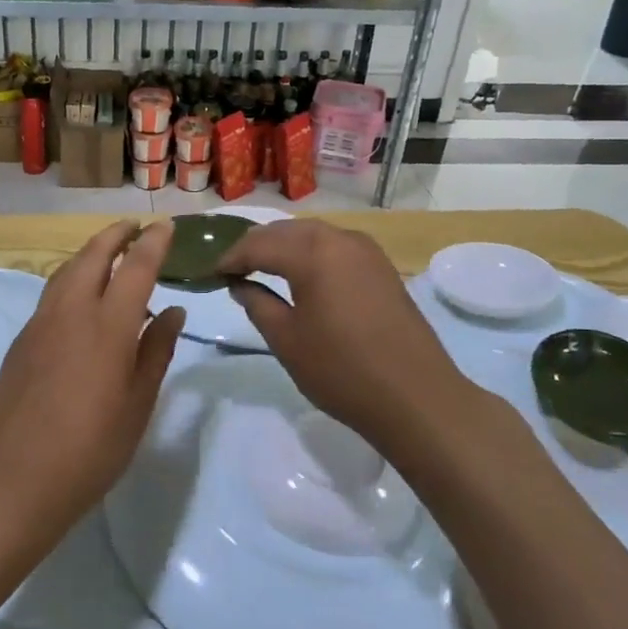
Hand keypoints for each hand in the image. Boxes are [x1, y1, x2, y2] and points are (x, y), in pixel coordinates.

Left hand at [0, 221, 184, 535]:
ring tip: (108, 254)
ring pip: (66, 271)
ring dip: (90, 253)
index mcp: (108, 326)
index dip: (153, 242)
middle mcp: (72, 312)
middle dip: (115, 234)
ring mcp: (40, 324)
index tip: (165, 226)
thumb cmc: (92, 447)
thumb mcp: (138, 403)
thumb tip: (174, 311)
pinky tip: (81, 299)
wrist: (17, 477)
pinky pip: (51, 295)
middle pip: (93, 255)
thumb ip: (157, 350)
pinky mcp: (21, 341)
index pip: (136, 267)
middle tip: (134, 227)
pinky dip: (72, 280)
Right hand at [217, 220, 475, 448]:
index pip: (258, 245)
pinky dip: (310, 253)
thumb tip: (240, 284)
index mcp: (312, 252)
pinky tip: (301, 275)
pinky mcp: (381, 267)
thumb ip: (257, 303)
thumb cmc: (341, 370)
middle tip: (233, 269)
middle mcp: (340, 239)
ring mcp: (366, 250)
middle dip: (256, 246)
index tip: (212, 273)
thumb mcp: (286, 340)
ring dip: (283, 246)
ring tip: (261, 269)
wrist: (416, 397)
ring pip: (312, 235)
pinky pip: (335, 246)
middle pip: (286, 231)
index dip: (231, 258)